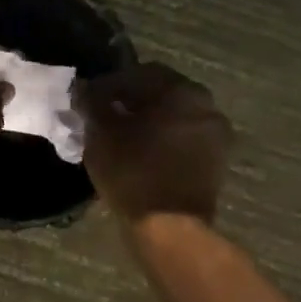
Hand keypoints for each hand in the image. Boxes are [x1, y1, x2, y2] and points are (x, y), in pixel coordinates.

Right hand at [78, 62, 231, 223]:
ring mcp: (215, 135)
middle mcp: (206, 106)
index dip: (108, 84)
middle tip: (102, 115)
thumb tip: (85, 88)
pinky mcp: (215, 161)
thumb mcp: (100, 132)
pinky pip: (182, 138)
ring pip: (172, 116)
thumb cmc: (133, 171)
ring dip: (146, 120)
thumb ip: (92, 102)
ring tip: (118, 135)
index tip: (88, 100)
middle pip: (159, 93)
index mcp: (182, 91)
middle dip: (129, 101)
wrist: (170, 228)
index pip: (138, 74)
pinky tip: (138, 152)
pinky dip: (160, 139)